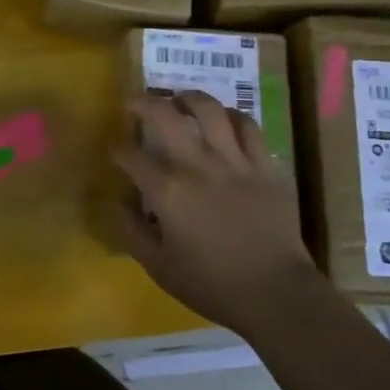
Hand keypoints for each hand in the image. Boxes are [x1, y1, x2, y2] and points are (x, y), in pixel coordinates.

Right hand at [113, 92, 319, 338]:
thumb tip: (116, 204)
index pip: (132, 157)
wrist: (274, 292)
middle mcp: (198, 165)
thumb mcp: (160, 268)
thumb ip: (132, 233)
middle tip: (134, 103)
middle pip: (165, 117)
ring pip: (209, 110)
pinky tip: (224, 118)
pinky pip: (248, 126)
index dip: (118, 151)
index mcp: (168, 191)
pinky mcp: (264, 164)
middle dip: (143, 104)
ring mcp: (234, 161)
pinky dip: (233, 116)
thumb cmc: (212, 285)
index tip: (115, 152)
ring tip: (179, 97)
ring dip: (189, 98)